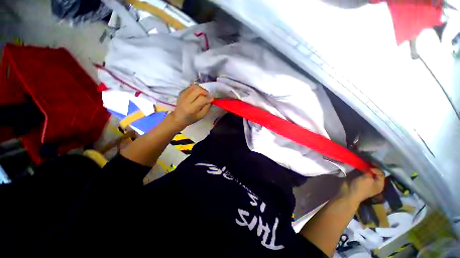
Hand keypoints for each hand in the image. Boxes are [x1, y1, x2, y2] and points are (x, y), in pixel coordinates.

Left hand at [170, 84, 212, 128]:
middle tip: (207, 95)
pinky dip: (196, 89)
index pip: (202, 99)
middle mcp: (186, 100)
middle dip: (205, 91)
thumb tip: (210, 100)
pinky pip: (191, 87)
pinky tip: (197, 94)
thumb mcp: (201, 116)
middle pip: (197, 90)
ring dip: (201, 89)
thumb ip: (207, 108)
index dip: (208, 98)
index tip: (212, 99)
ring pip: (194, 86)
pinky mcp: (181, 92)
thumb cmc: (191, 118)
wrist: (178, 117)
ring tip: (203, 94)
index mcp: (191, 108)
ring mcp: (183, 95)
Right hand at [344, 168, 384, 202]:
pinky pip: (361, 173)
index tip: (369, 166)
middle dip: (370, 167)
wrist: (348, 192)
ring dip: (364, 168)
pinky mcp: (358, 180)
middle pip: (375, 172)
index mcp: (379, 184)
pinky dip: (359, 169)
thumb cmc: (360, 187)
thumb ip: (370, 172)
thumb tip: (368, 166)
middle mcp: (374, 182)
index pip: (381, 173)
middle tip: (365, 162)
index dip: (376, 168)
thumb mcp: (367, 179)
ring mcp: (366, 181)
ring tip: (360, 164)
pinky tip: (357, 167)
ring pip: (367, 172)